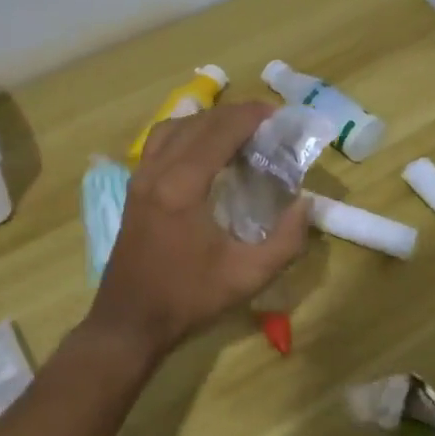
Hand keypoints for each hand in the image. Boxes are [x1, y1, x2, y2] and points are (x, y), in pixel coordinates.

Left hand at [91, 102, 308, 364]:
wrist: (129, 321)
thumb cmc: (188, 299)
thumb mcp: (248, 276)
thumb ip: (286, 239)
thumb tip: (305, 203)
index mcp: (182, 187)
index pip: (220, 132)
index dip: (250, 116)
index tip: (278, 114)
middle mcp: (157, 171)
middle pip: (198, 122)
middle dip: (234, 114)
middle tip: (266, 122)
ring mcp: (140, 176)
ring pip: (175, 126)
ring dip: (208, 119)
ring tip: (237, 130)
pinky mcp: (134, 186)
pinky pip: (159, 141)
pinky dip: (185, 131)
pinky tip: (204, 147)